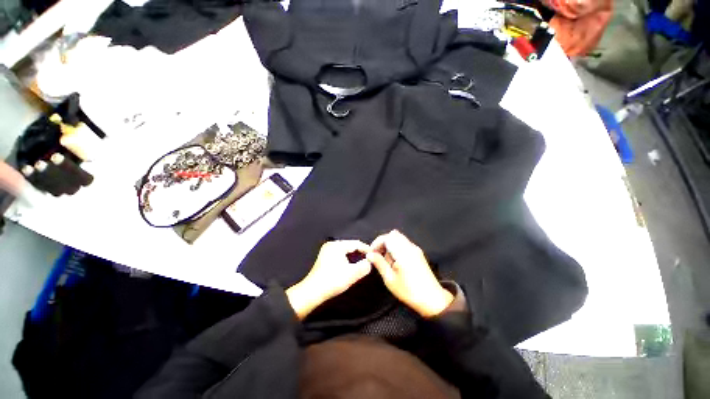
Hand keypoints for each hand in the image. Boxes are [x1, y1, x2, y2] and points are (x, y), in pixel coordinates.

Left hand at [286, 240, 371, 319]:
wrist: (312, 292)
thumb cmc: (332, 281)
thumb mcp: (352, 274)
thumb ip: (364, 266)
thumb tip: (370, 262)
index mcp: (337, 245)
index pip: (356, 243)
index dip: (367, 249)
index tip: (375, 256)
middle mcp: (331, 244)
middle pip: (350, 245)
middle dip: (360, 252)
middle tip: (369, 259)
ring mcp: (326, 250)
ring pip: (345, 250)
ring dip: (354, 256)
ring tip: (362, 262)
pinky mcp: (324, 257)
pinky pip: (340, 254)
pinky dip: (347, 258)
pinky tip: (351, 265)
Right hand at [368, 230, 452, 317]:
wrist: (432, 300)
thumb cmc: (408, 291)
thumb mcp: (390, 279)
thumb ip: (379, 263)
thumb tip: (369, 254)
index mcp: (403, 252)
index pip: (387, 237)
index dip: (377, 243)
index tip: (372, 253)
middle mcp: (410, 247)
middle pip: (393, 235)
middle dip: (383, 243)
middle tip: (378, 255)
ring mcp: (416, 249)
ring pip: (399, 238)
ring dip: (390, 245)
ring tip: (387, 260)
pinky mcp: (418, 253)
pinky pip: (404, 243)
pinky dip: (397, 248)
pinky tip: (396, 261)